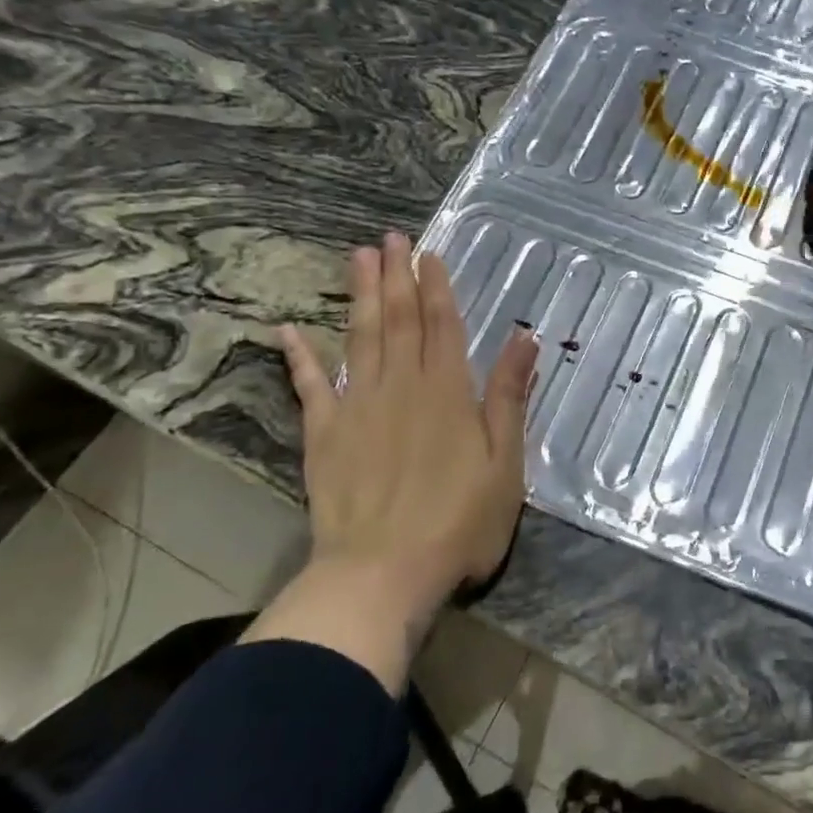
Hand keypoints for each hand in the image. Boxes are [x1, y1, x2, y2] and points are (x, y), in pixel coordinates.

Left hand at [242, 232, 537, 691]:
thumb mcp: (505, 463)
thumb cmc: (458, 523)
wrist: (381, 575)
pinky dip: (299, 356)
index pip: (442, 325)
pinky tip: (287, 329)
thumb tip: (526, 337)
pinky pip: (309, 387)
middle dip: (395, 275)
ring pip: (359, 338)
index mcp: (448, 392)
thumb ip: (509, 396)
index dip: (436, 286)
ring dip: (359, 295)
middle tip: (389, 237)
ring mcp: (357, 408)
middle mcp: (402, 387)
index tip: (428, 253)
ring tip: (356, 257)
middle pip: (398, 320)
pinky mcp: (324, 436)